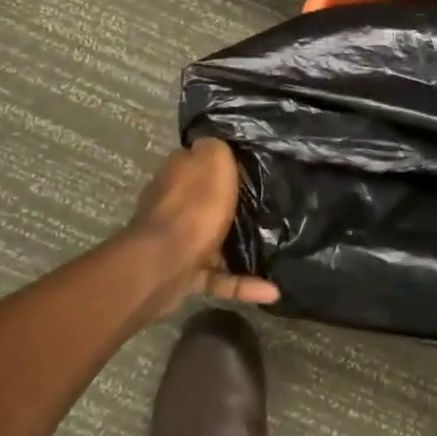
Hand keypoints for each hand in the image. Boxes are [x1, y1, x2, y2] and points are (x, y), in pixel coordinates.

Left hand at [117, 139, 280, 321]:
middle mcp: (171, 204)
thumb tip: (215, 146)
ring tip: (273, 246)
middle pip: (203, 199)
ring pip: (211, 239)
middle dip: (229, 204)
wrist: (163, 265)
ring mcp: (176, 241)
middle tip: (267, 205)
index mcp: (177, 174)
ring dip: (238, 245)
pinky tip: (270, 289)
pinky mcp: (183, 274)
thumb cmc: (193, 207)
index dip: (220, 161)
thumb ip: (216, 147)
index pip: (197, 159)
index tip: (250, 166)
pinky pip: (218, 278)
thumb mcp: (212, 159)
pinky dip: (242, 283)